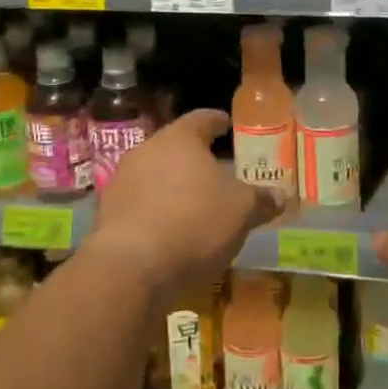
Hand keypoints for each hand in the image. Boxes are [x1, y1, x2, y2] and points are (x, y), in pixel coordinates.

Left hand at [91, 110, 281, 298]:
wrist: (130, 269)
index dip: (217, 121)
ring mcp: (121, 182)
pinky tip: (170, 231)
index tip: (227, 124)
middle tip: (215, 170)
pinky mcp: (106, 215)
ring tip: (194, 204)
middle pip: (174, 147)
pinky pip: (139, 205)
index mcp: (179, 138)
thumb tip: (281, 195)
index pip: (202, 119)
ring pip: (154, 175)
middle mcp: (146, 150)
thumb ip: (261, 199)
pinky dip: (156, 212)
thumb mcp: (241, 211)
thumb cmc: (194, 223)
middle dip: (194, 158)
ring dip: (172, 186)